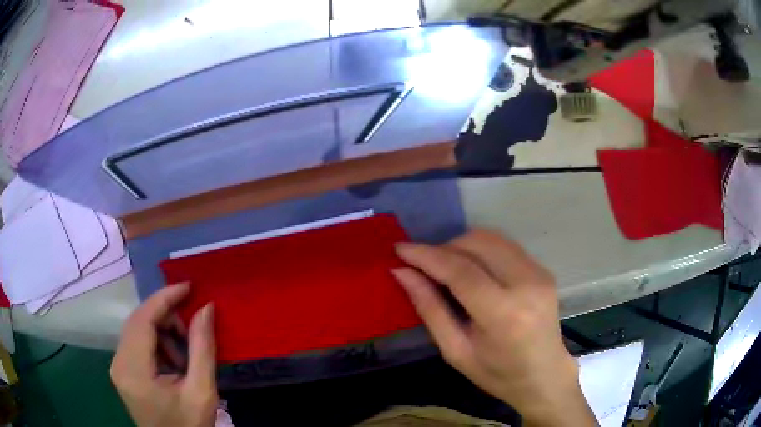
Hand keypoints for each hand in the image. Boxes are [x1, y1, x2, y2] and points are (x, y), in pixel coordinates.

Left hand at [111, 284, 217, 426]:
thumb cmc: (190, 425)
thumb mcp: (202, 391)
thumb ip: (203, 348)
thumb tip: (206, 308)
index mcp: (133, 370)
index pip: (143, 320)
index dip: (164, 298)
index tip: (188, 287)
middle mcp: (118, 363)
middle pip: (138, 322)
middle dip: (166, 316)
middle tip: (193, 327)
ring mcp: (118, 367)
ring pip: (137, 331)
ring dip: (162, 332)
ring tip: (186, 352)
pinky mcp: (123, 372)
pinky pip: (137, 344)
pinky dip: (157, 344)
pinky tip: (174, 362)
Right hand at [393, 230, 596, 426]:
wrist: (545, 376)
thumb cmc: (498, 374)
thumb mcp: (456, 351)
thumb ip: (430, 309)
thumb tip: (402, 273)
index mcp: (504, 314)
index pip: (460, 270)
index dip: (427, 255)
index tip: (400, 249)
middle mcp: (527, 284)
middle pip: (477, 243)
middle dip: (444, 247)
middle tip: (424, 266)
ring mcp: (539, 273)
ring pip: (492, 238)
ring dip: (462, 245)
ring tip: (446, 268)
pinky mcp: (543, 269)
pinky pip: (505, 246)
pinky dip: (481, 250)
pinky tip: (472, 270)